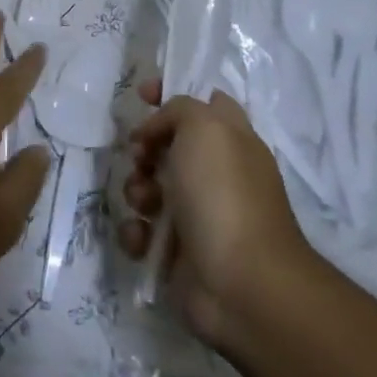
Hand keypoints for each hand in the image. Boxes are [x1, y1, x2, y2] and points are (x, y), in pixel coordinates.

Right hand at [118, 80, 316, 346]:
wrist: (240, 283)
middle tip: (140, 158)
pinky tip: (143, 237)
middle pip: (168, 146)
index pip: (205, 102)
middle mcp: (218, 175)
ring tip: (143, 204)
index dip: (171, 94)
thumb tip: (158, 130)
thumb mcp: (205, 128)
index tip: (141, 95)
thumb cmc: (224, 195)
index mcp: (233, 142)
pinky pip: (144, 229)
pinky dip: (137, 231)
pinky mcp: (178, 251)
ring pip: (150, 187)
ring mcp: (199, 214)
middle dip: (144, 148)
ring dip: (136, 191)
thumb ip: (180, 109)